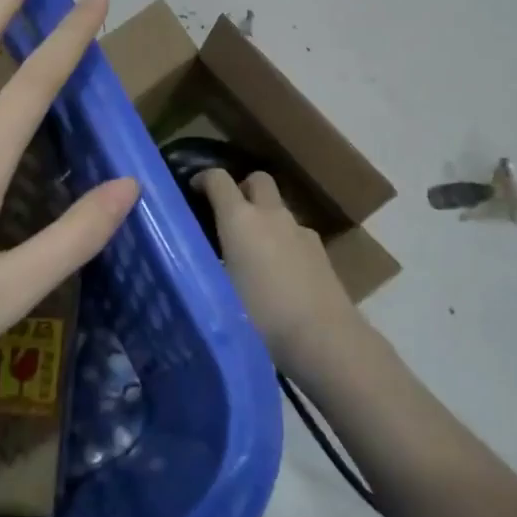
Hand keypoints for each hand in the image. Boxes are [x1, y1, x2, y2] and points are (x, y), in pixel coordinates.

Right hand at [197, 170, 360, 375]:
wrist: (323, 338)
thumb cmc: (260, 317)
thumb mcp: (219, 290)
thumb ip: (206, 266)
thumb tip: (194, 261)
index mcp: (239, 219)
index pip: (218, 179)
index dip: (203, 178)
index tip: (194, 190)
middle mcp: (271, 215)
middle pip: (257, 180)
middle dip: (242, 189)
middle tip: (229, 216)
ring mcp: (300, 230)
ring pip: (278, 208)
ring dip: (264, 218)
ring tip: (252, 253)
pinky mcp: (321, 251)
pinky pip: (295, 234)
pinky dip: (283, 241)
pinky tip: (279, 273)